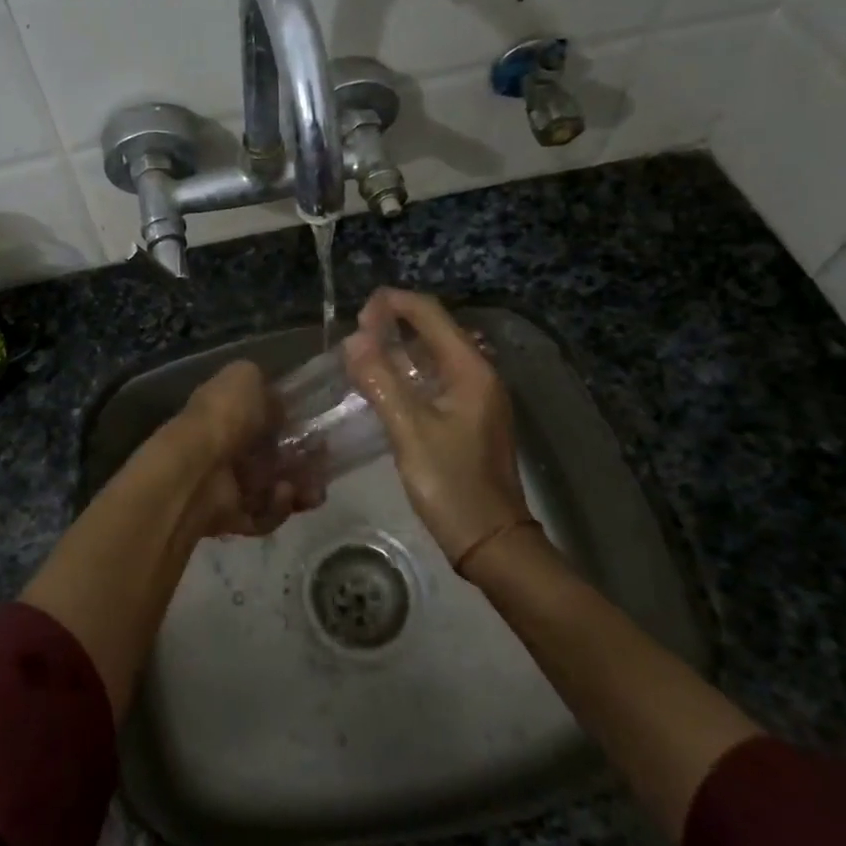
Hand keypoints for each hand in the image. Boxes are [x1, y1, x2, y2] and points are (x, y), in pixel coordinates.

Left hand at [168, 361, 304, 538]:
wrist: (197, 468)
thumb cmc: (223, 416)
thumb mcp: (245, 377)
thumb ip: (261, 383)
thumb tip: (275, 398)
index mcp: (229, 414)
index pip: (267, 422)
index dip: (296, 426)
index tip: (320, 430)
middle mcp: (229, 450)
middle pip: (277, 460)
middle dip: (306, 463)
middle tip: (325, 464)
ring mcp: (230, 486)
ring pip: (276, 490)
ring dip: (299, 490)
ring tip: (311, 488)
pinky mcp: (233, 518)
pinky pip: (265, 516)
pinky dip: (278, 507)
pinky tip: (283, 494)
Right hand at [342, 289, 536, 569]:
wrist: (492, 541)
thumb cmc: (452, 485)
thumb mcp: (410, 432)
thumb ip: (381, 381)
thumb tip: (353, 339)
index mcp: (471, 370)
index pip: (431, 314)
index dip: (394, 303)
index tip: (357, 312)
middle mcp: (480, 374)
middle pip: (436, 329)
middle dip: (396, 322)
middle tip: (356, 335)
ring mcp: (478, 396)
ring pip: (436, 354)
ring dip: (402, 346)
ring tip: (365, 353)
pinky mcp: (471, 416)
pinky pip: (437, 377)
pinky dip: (410, 371)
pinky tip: (387, 385)